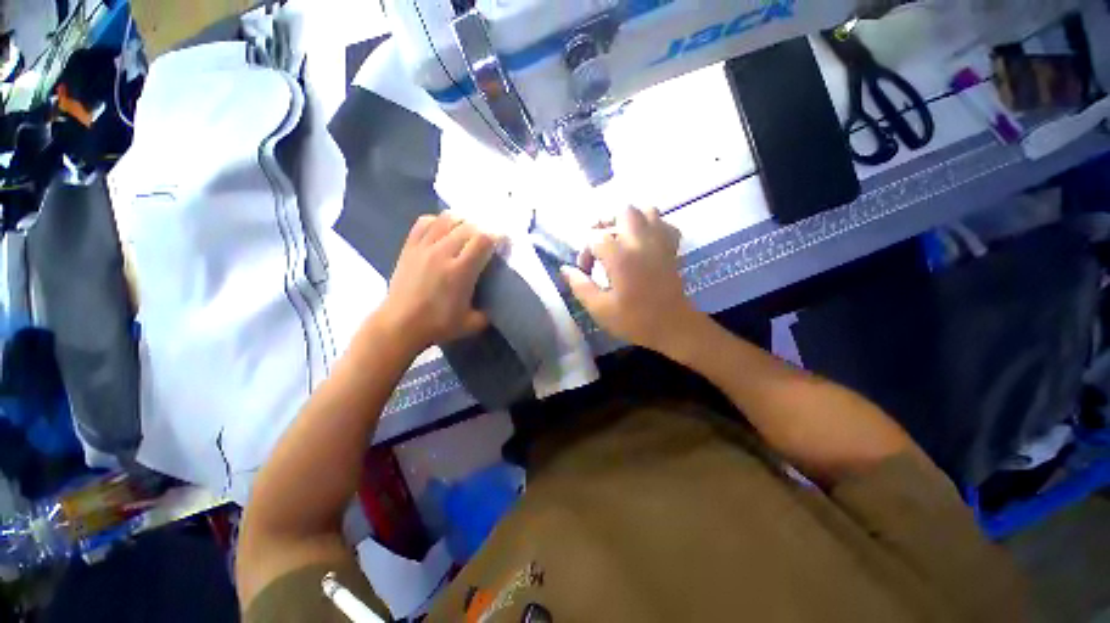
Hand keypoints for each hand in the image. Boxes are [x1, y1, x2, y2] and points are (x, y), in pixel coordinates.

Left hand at [377, 213, 496, 352]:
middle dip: (485, 229)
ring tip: (469, 232)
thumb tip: (497, 303)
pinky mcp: (410, 247)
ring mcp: (424, 247)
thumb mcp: (472, 324)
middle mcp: (443, 253)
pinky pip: (425, 222)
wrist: (400, 325)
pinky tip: (444, 230)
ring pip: (447, 219)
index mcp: (461, 271)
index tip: (505, 243)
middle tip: (489, 241)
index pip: (484, 239)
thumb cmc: (438, 325)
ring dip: (463, 222)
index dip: (499, 236)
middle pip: (469, 226)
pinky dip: (439, 221)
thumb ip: (489, 312)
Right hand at [561, 206, 698, 352]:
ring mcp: (660, 243)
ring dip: (630, 221)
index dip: (585, 252)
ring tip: (620, 239)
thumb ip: (580, 286)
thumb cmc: (635, 321)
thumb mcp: (600, 309)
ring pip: (647, 211)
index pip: (595, 237)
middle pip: (622, 211)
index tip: (585, 271)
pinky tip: (644, 243)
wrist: (673, 327)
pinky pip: (664, 225)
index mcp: (621, 257)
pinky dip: (653, 227)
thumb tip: (565, 269)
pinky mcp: (672, 249)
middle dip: (606, 223)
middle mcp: (641, 242)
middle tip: (600, 244)